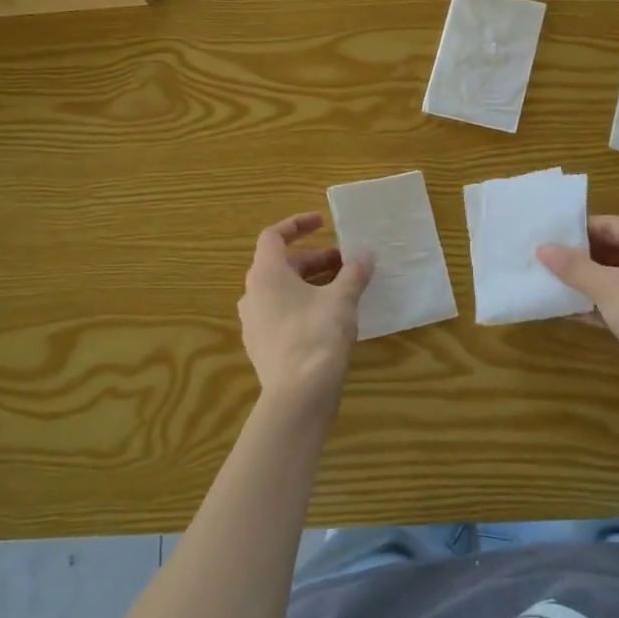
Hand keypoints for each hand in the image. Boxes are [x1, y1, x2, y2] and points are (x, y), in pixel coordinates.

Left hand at [238, 213, 372, 419]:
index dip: (297, 225)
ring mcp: (254, 323)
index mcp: (265, 274)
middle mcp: (252, 294)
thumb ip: (354, 272)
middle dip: (316, 260)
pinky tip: (330, 319)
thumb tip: (365, 255)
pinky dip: (304, 306)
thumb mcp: (342, 299)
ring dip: (312, 284)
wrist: (298, 395)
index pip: (273, 236)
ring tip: (343, 289)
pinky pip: (282, 315)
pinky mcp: (262, 347)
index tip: (323, 222)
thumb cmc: (317, 335)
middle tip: (346, 262)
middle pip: (282, 266)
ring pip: (283, 292)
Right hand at [538, 215, 618, 420]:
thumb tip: (542, 249)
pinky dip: (601, 304)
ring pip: (618, 278)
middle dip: (581, 259)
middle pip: (615, 250)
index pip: (611, 224)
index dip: (578, 231)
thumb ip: (574, 267)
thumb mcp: (608, 287)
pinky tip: (572, 311)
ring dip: (588, 283)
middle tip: (545, 261)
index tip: (547, 237)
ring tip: (552, 284)